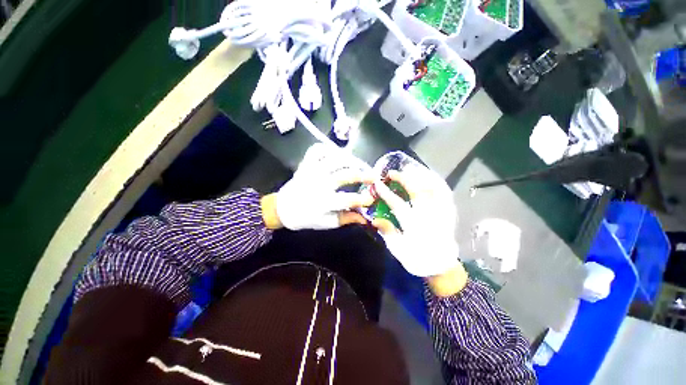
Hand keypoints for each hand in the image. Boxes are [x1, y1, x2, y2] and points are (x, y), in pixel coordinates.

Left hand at [273, 143, 373, 229]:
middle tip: (373, 177)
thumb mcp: (326, 223)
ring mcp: (311, 171)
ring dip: (350, 160)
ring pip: (334, 159)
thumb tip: (364, 218)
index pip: (348, 199)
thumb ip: (346, 218)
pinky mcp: (306, 164)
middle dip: (363, 175)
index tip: (372, 198)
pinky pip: (317, 150)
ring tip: (359, 164)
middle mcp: (319, 184)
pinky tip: (337, 154)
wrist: (282, 209)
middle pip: (345, 175)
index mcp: (323, 202)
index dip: (363, 199)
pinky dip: (328, 149)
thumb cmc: (305, 218)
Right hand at [372, 163, 461, 279]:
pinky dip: (436, 181)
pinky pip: (445, 192)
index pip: (397, 204)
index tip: (377, 183)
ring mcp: (441, 212)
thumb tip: (375, 219)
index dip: (386, 193)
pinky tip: (428, 175)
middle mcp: (429, 215)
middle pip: (416, 191)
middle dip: (402, 179)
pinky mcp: (449, 211)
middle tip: (391, 173)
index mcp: (414, 225)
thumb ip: (388, 232)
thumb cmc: (417, 259)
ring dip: (419, 176)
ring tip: (408, 170)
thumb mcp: (398, 250)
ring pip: (432, 188)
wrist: (441, 266)